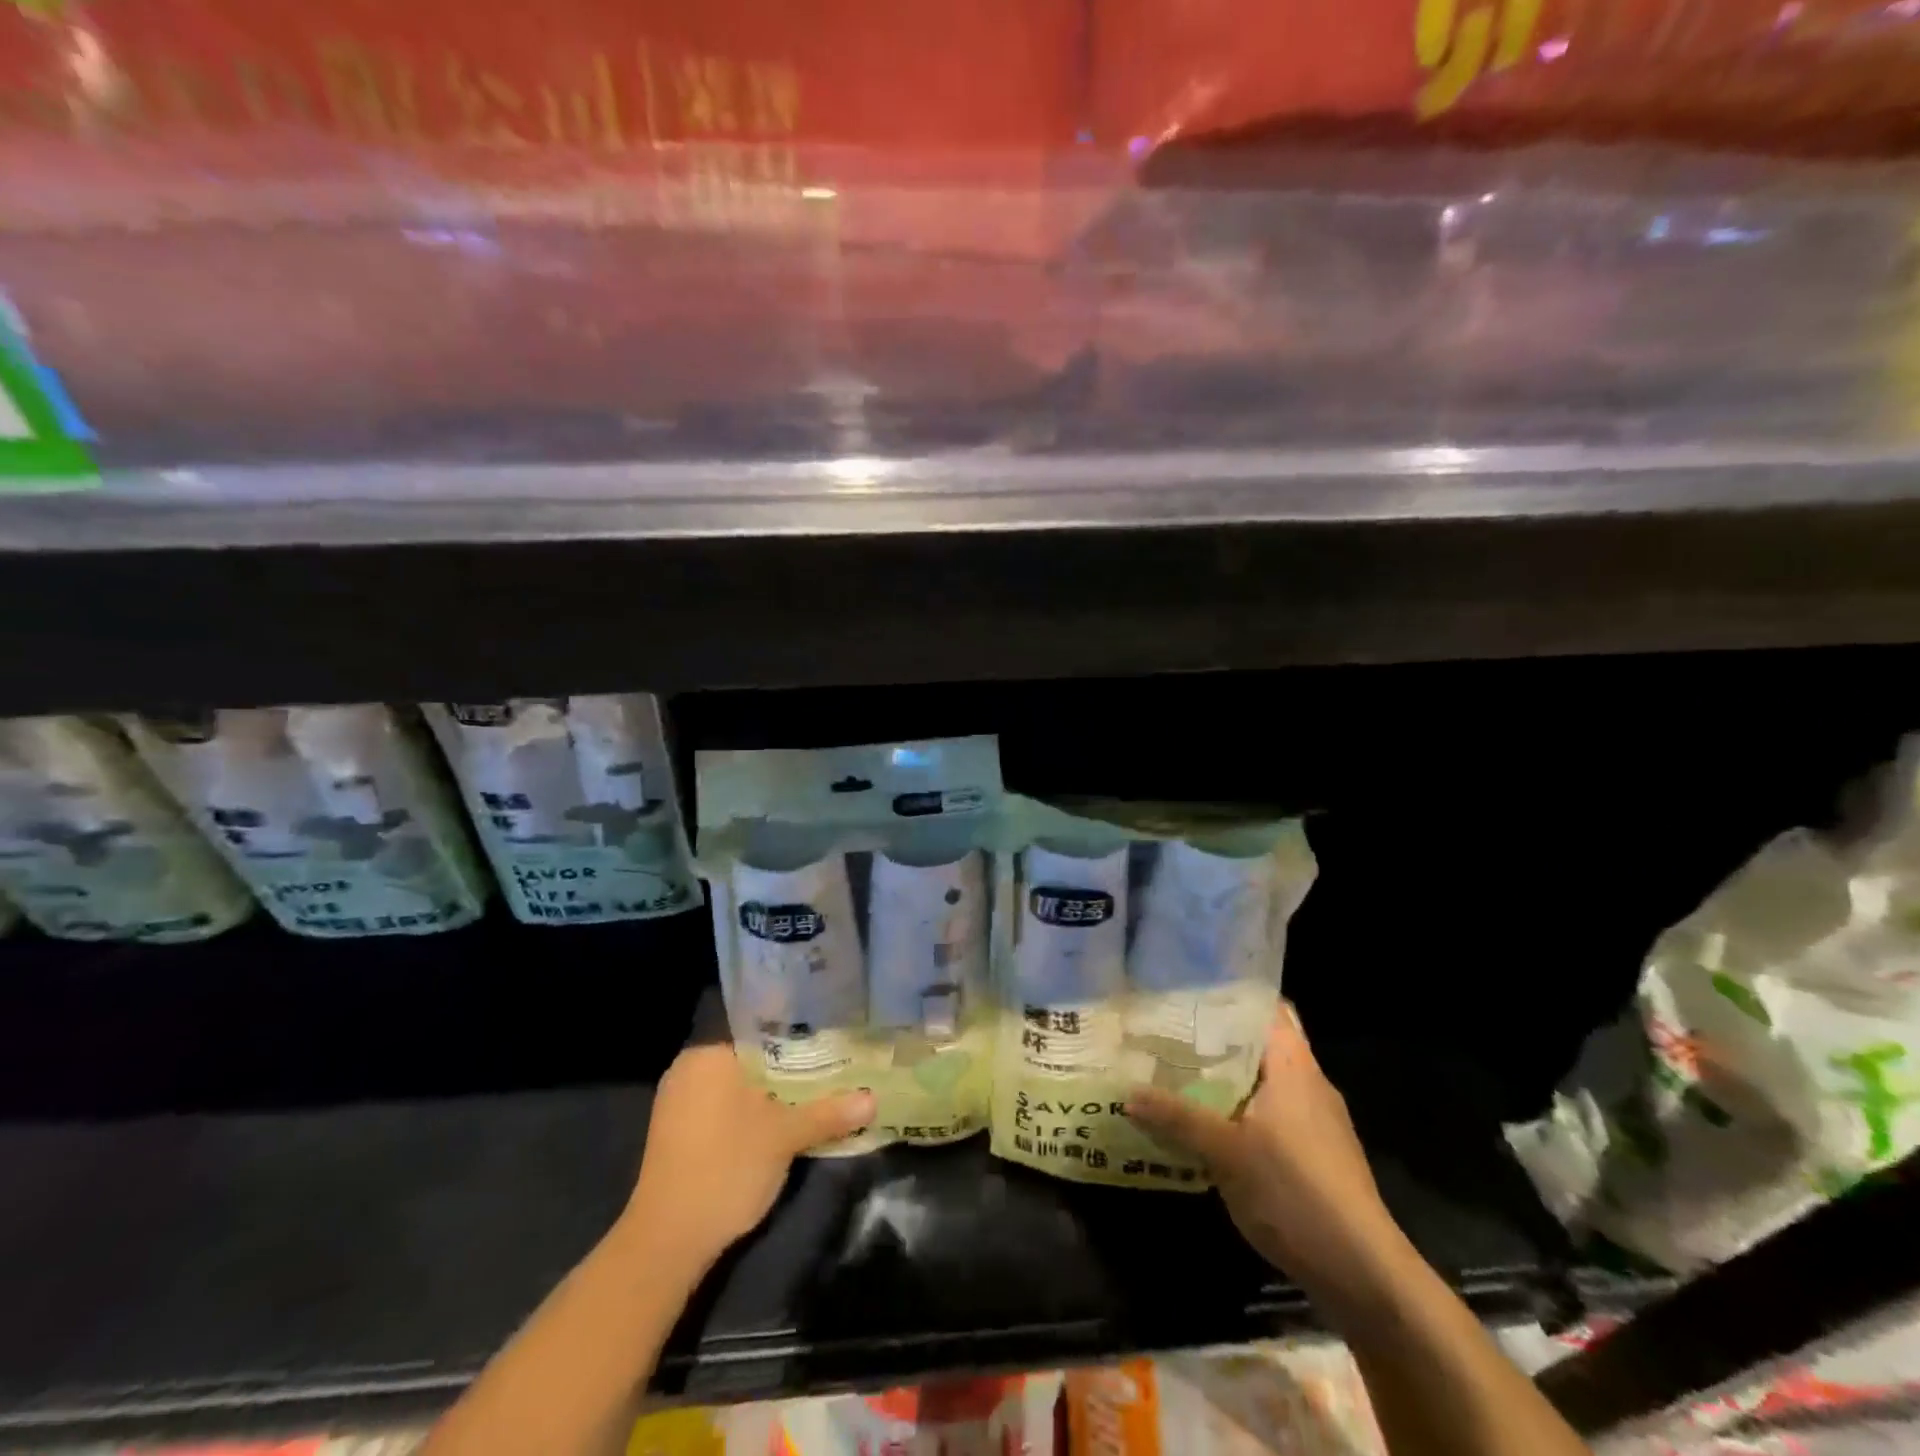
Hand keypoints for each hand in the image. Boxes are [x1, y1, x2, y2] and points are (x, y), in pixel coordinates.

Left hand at [624, 1041, 874, 1271]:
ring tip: (815, 1102)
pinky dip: (751, 1118)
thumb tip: (873, 1100)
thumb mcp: (785, 1137)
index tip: (835, 1052)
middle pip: (754, 1063)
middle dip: (791, 1075)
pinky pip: (723, 1111)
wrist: (666, 1243)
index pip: (766, 1036)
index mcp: (709, 1055)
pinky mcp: (676, 1136)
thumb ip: (828, 1113)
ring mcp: (677, 1104)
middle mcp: (689, 1070)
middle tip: (834, 1078)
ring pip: (740, 1090)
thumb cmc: (726, 1168)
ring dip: (773, 1099)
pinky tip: (779, 1130)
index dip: (804, 1045)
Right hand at [1125, 1003, 1408, 1312]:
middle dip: (1216, 1037)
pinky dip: (1238, 1109)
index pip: (1267, 1008)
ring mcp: (1315, 1121)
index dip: (1230, 994)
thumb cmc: (1296, 1191)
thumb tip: (1126, 1093)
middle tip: (1167, 1029)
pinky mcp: (1313, 1154)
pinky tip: (1205, 1123)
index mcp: (1294, 1066)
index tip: (1187, 989)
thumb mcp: (1226, 1152)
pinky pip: (1268, 1113)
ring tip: (1175, 1070)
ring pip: (1262, 1082)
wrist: (1362, 1273)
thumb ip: (1177, 1118)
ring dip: (1224, 1077)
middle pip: (1259, 1044)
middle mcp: (1308, 1084)